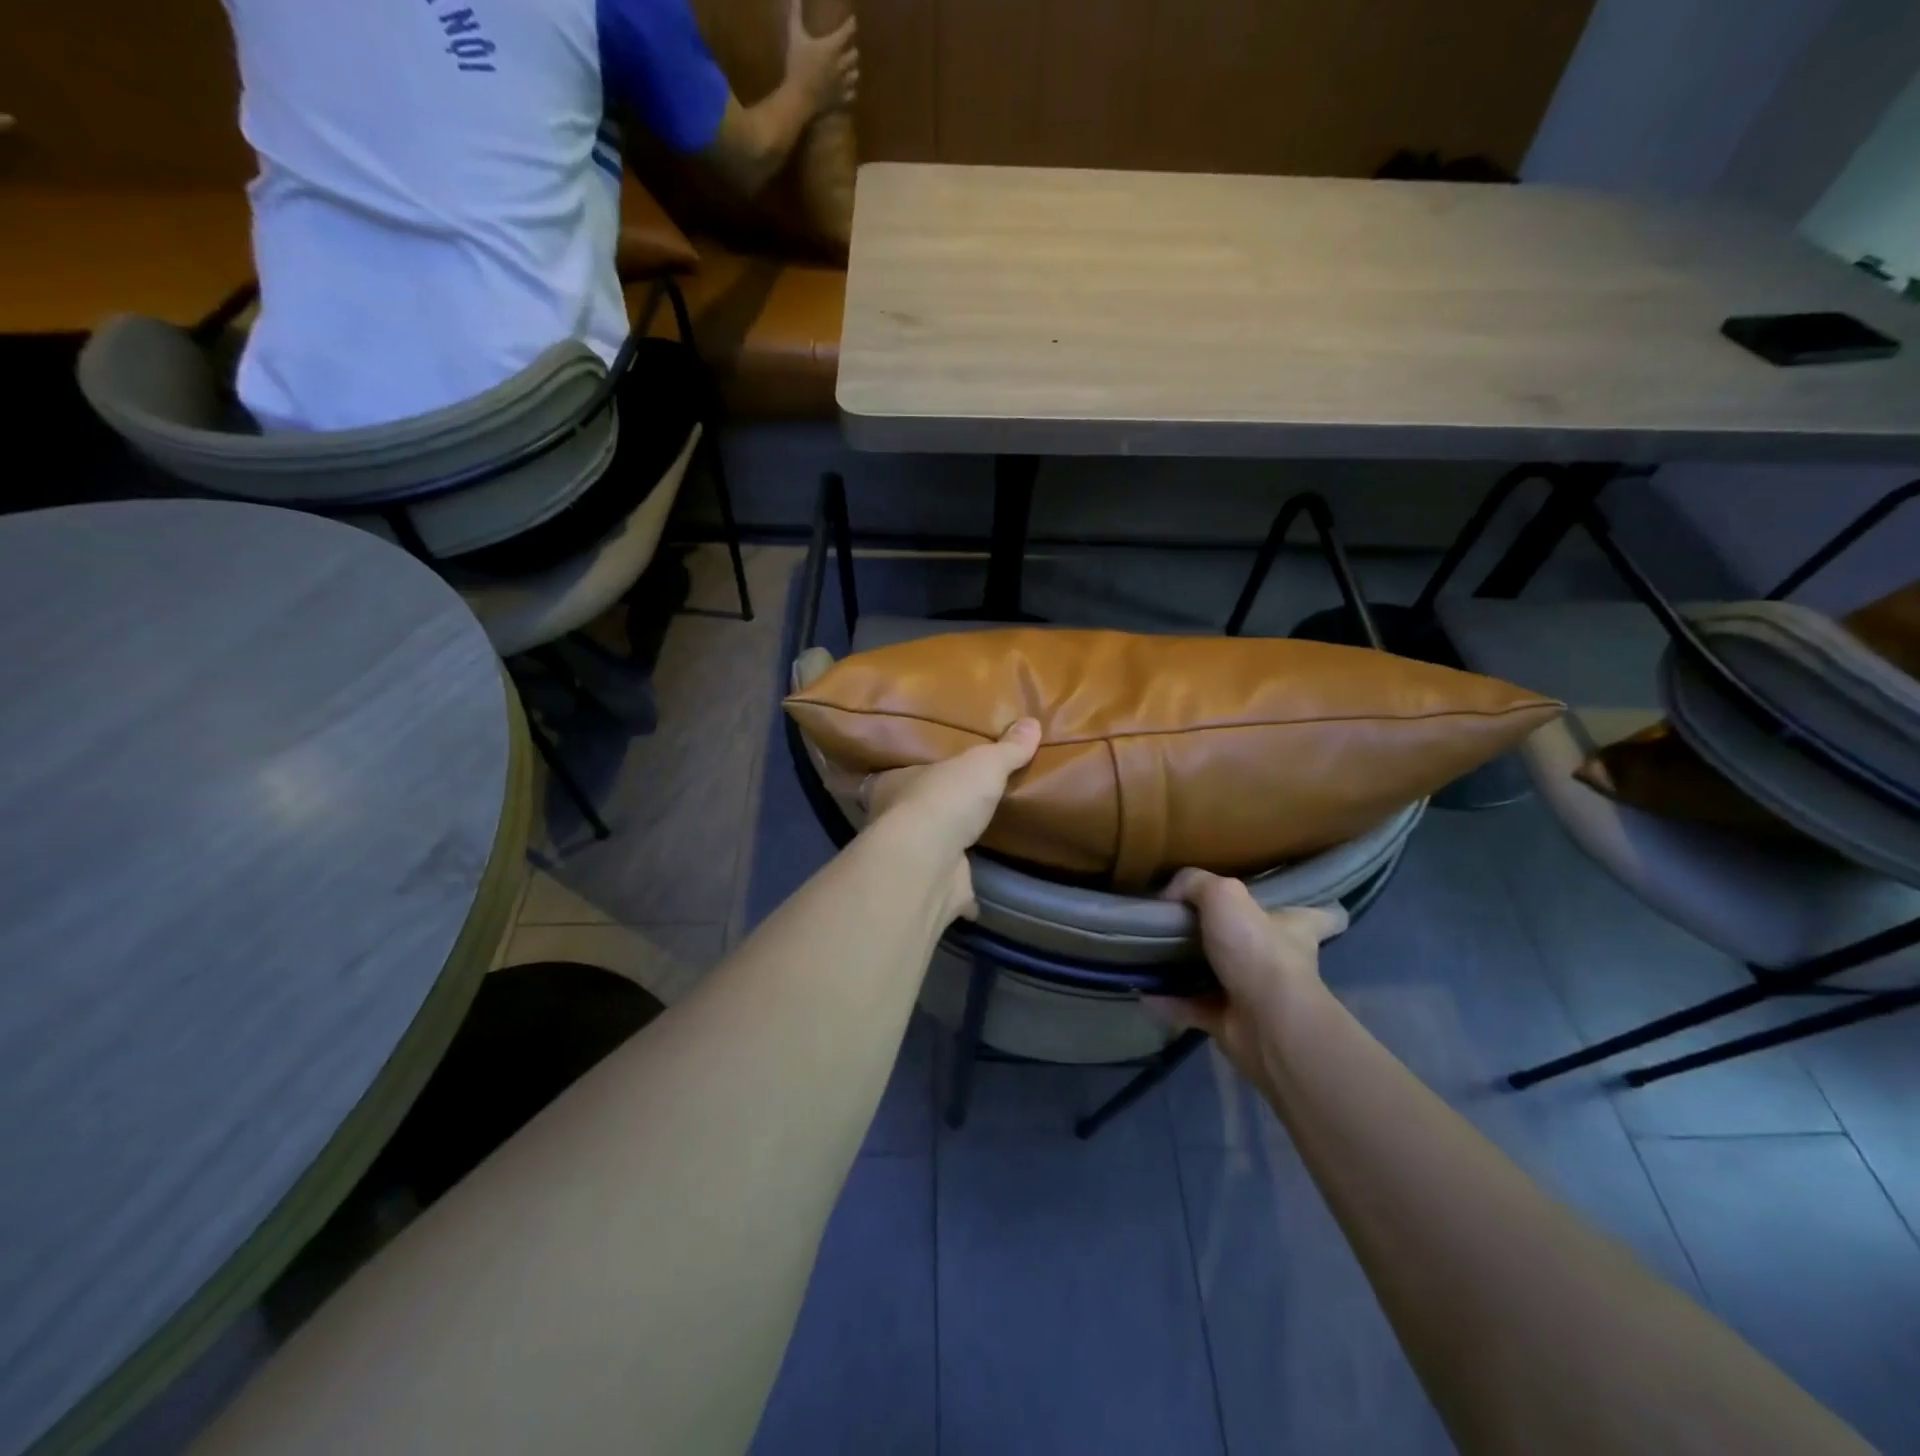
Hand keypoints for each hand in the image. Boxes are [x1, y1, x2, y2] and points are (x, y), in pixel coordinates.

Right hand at [785, 0, 858, 117]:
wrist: (800, 97)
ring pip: (855, 74)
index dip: (851, 25)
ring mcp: (842, 83)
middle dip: (851, 51)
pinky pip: (852, 94)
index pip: (847, 32)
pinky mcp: (841, 98)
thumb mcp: (795, 36)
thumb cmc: (797, 65)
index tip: (853, 22)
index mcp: (832, 47)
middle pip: (854, 54)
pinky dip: (850, 90)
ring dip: (852, 70)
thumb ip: (795, 14)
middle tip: (847, 49)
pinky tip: (847, 88)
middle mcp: (841, 64)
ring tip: (848, 69)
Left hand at [861, 719, 1040, 918]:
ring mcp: (911, 858)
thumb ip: (1007, 748)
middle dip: (938, 810)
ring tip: (976, 840)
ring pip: (930, 849)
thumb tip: (1032, 722)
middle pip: (916, 811)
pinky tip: (979, 889)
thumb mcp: (983, 763)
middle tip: (966, 805)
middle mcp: (893, 820)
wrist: (928, 863)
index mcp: (895, 784)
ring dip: (949, 847)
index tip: (940, 774)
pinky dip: (962, 889)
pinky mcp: (930, 888)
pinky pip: (950, 886)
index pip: (904, 773)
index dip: (922, 772)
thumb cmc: (946, 799)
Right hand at [1152, 869, 1346, 1090]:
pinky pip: (1193, 1008)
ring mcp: (1256, 996)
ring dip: (1190, 971)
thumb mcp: (1223, 895)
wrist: (1265, 1024)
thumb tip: (1169, 893)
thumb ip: (1194, 883)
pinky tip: (1144, 990)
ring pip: (1221, 977)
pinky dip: (1170, 1001)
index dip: (1313, 909)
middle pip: (1259, 944)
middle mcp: (1280, 961)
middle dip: (1231, 937)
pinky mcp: (1232, 1023)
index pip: (1319, 916)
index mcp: (1293, 928)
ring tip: (1154, 954)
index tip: (1295, 904)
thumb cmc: (1257, 951)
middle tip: (1189, 923)